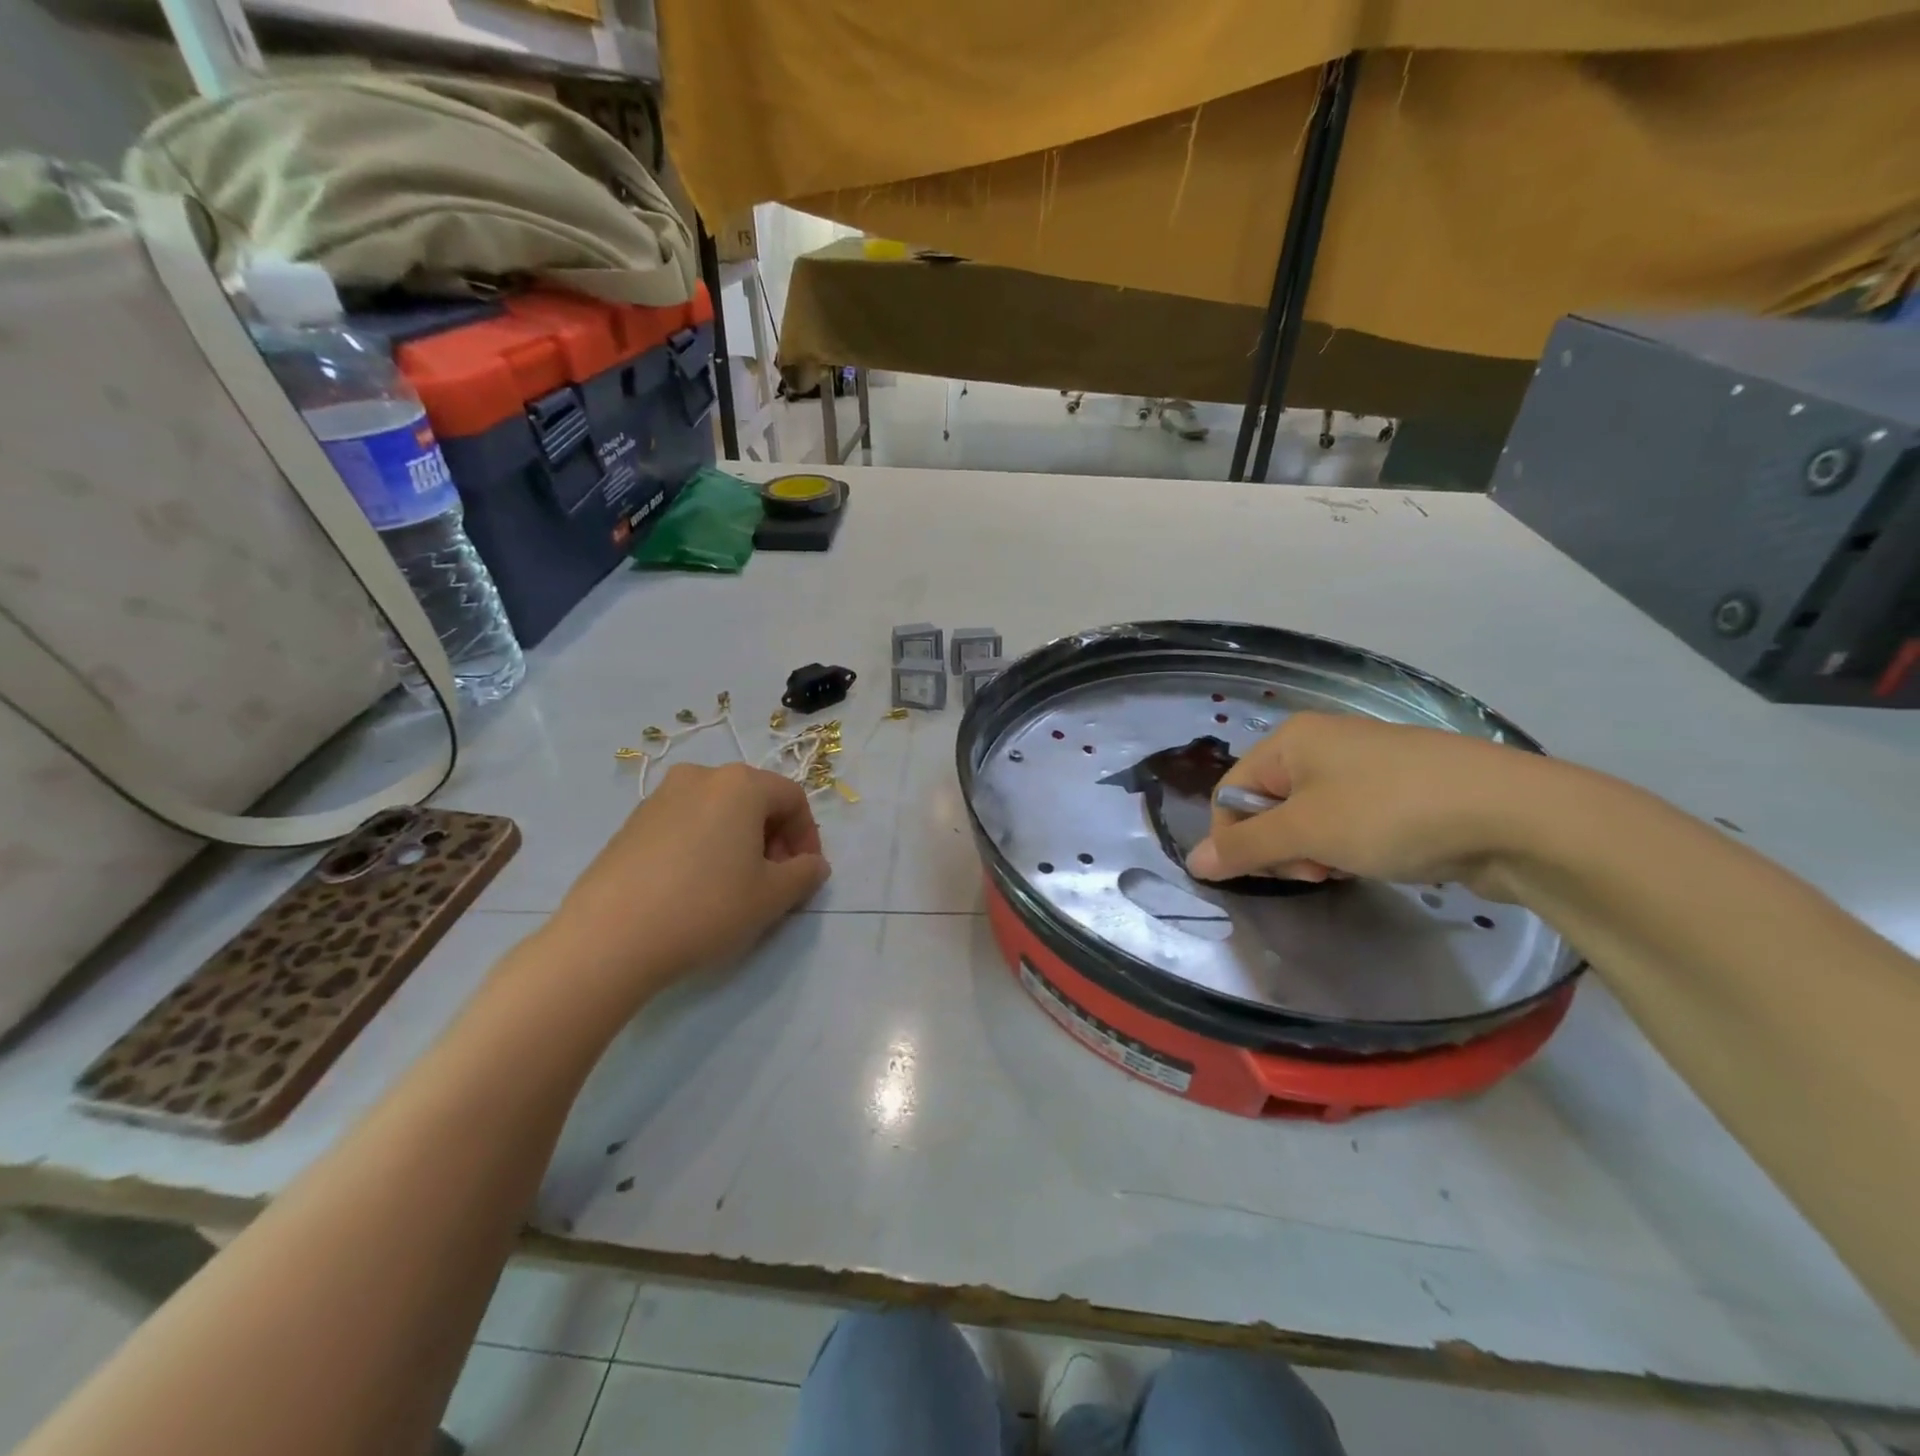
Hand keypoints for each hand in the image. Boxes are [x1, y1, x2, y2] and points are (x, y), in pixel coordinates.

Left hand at [540, 763, 829, 1007]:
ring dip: (738, 841)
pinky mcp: (631, 822)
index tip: (804, 873)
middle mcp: (700, 777)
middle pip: (755, 799)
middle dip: (773, 838)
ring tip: (734, 886)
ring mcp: (660, 797)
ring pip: (718, 811)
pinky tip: (694, 887)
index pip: (792, 798)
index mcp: (740, 784)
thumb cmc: (705, 908)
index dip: (807, 836)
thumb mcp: (771, 897)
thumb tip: (813, 865)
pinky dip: (704, 846)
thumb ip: (805, 874)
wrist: (608, 938)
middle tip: (773, 880)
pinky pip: (685, 824)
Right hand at [1186, 712, 1550, 894]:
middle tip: (1315, 871)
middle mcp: (1322, 743)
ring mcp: (1365, 764)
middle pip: (1269, 803)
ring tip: (1348, 867)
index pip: (1232, 790)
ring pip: (1309, 817)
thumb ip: (1244, 848)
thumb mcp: (1306, 832)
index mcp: (1291, 739)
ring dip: (1316, 850)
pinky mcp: (1400, 788)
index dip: (1236, 836)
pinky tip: (1376, 860)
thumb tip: (1193, 862)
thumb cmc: (1390, 813)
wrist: (1513, 815)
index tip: (1265, 874)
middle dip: (1281, 846)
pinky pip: (1348, 819)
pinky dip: (1350, 845)